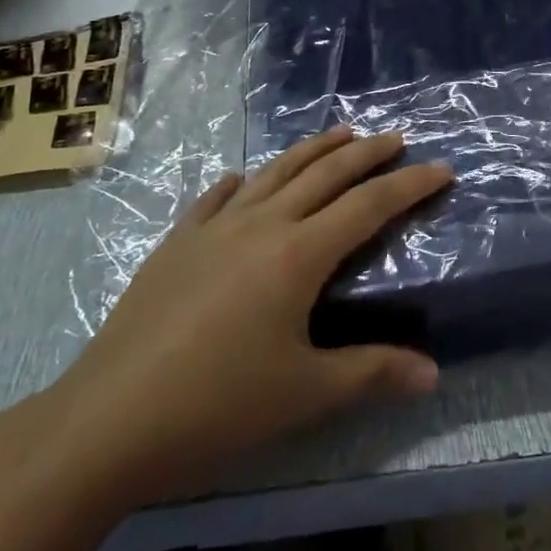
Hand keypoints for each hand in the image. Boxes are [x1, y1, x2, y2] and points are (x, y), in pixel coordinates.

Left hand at [33, 127, 451, 515]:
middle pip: (326, 173)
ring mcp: (215, 226)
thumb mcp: (304, 394)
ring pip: (275, 171)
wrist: (108, 418)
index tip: (442, 167)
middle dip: (367, 152)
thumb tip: (432, 373)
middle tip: (397, 138)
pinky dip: (244, 180)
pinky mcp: (178, 240)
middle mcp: (262, 223)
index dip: (410, 185)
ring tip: (340, 133)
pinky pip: (219, 196)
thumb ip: (371, 373)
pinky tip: (246, 178)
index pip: (369, 206)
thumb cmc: (217, 406)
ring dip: (313, 149)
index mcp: (298, 254)